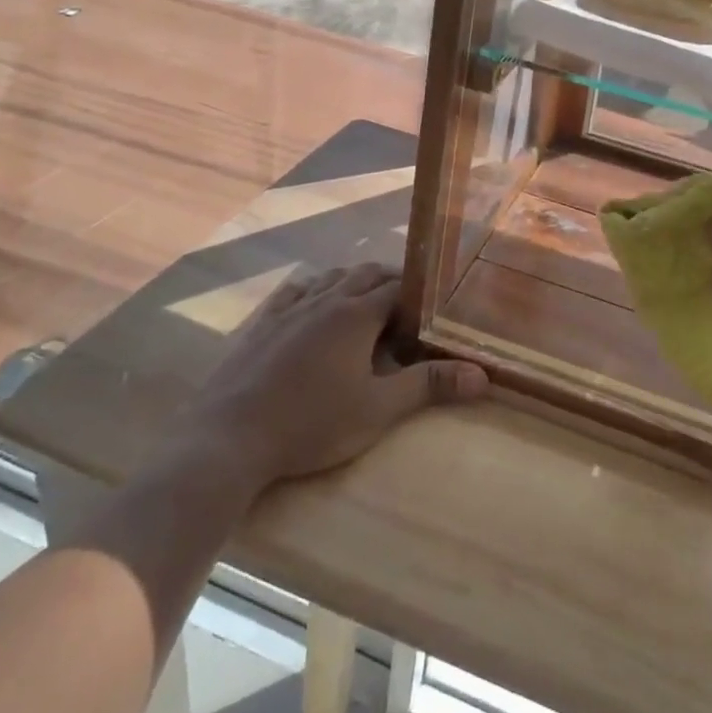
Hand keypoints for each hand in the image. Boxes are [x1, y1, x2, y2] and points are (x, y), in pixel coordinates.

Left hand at [175, 263, 487, 490]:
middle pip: (366, 274)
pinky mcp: (263, 323)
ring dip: (355, 282)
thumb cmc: (311, 424)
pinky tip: (315, 302)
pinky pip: (296, 290)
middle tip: (409, 308)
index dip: (420, 295)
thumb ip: (429, 386)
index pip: (398, 288)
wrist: (229, 438)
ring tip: (368, 303)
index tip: (435, 308)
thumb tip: (482, 375)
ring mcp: (290, 308)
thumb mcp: (377, 410)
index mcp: (356, 314)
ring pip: (331, 277)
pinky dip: (317, 289)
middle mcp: (324, 299)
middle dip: (391, 283)